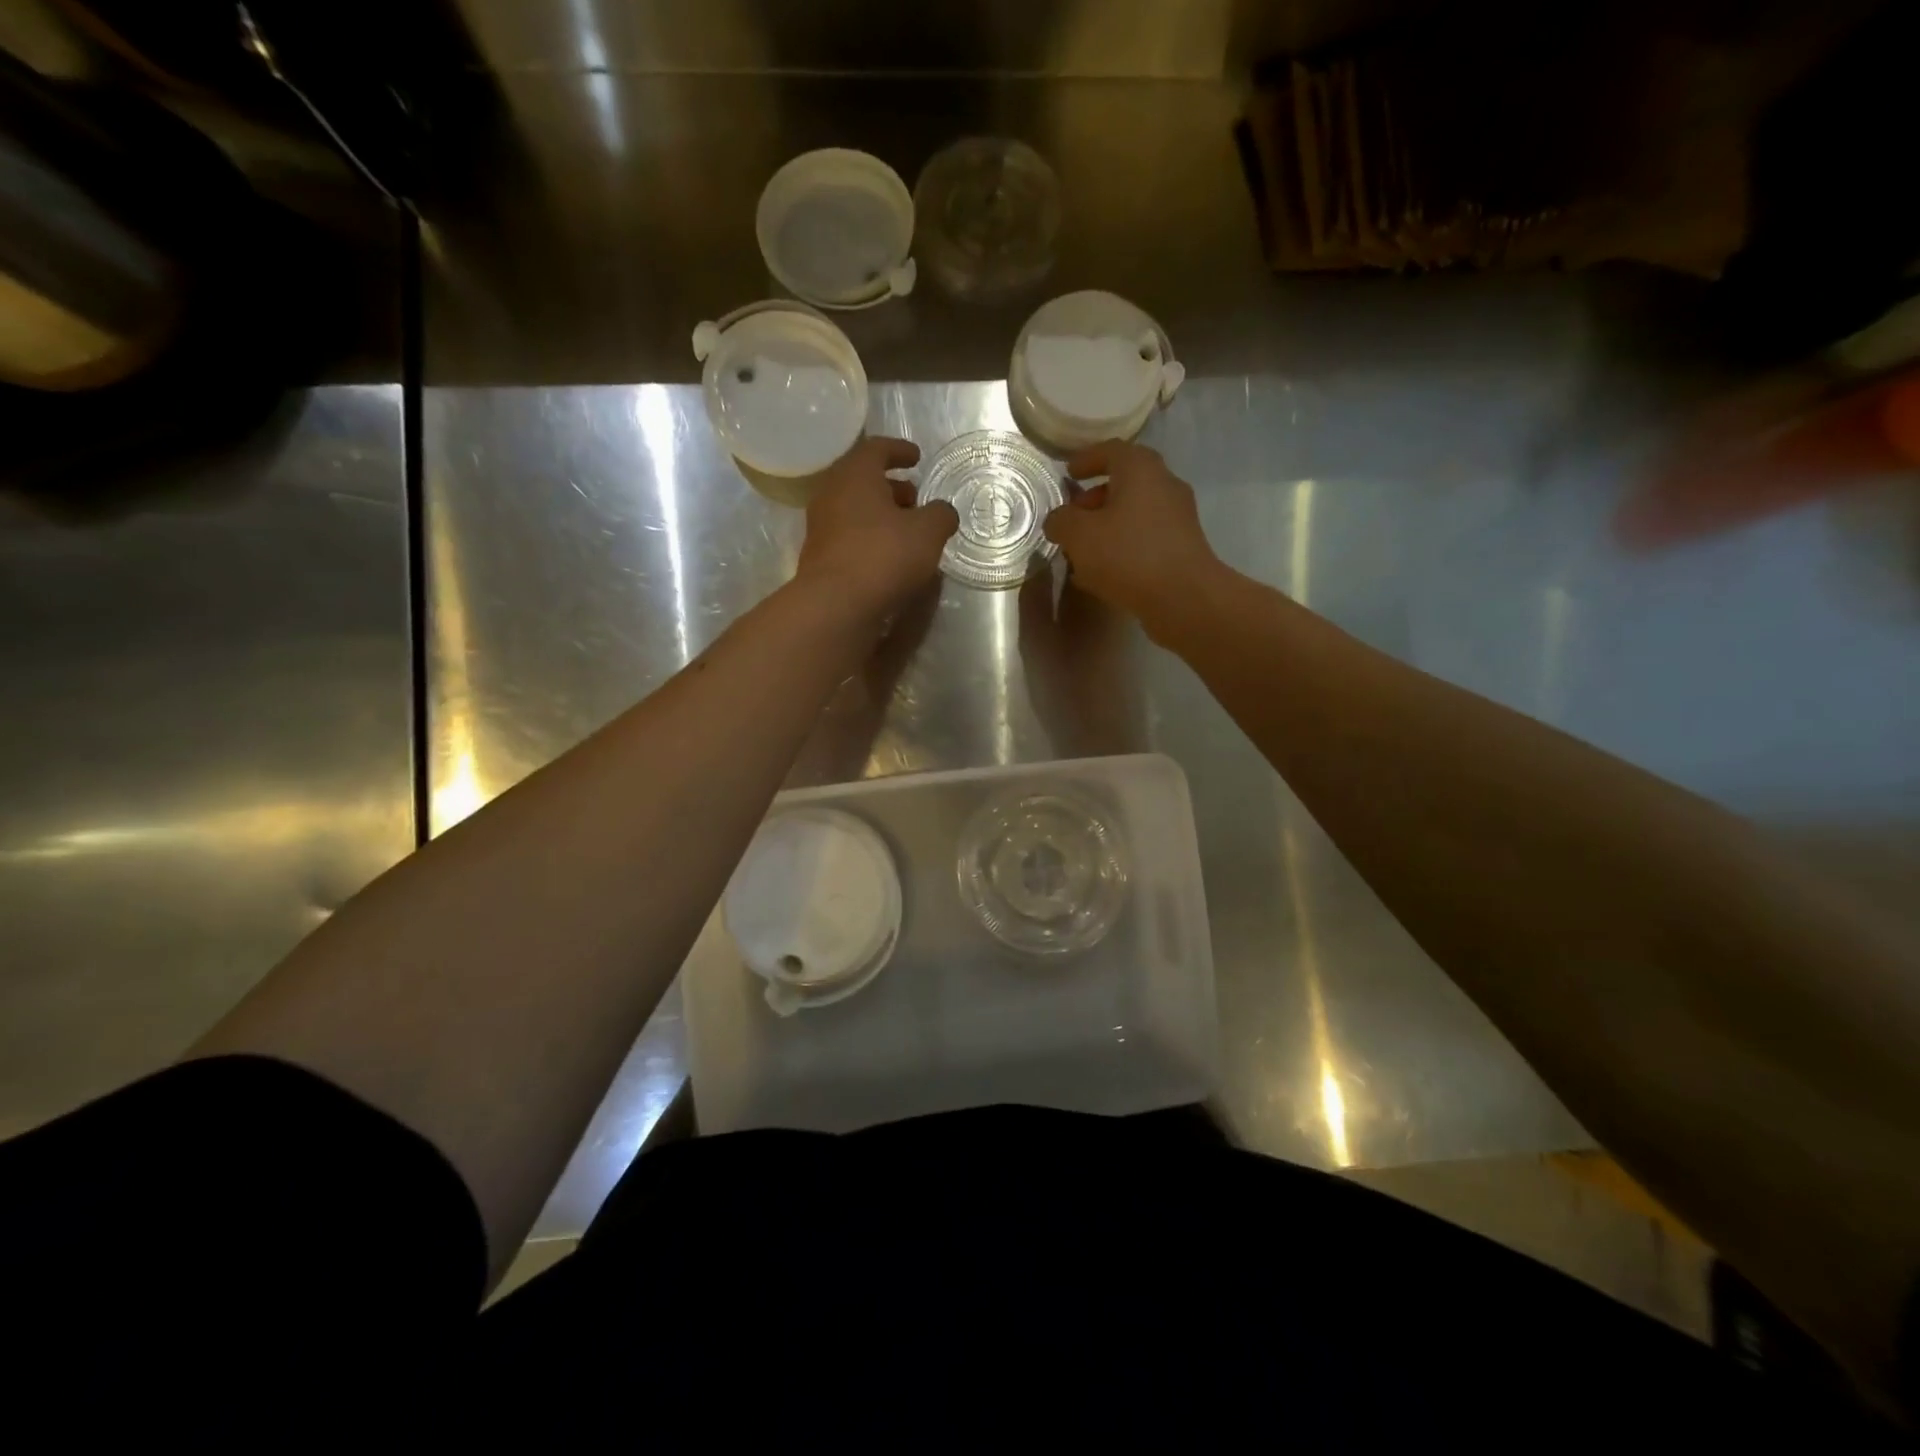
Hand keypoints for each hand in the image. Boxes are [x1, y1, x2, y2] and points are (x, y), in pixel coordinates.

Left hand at [797, 437, 958, 622]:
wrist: (836, 605)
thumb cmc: (884, 555)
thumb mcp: (928, 532)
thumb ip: (940, 515)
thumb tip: (943, 512)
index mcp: (855, 475)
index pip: (876, 449)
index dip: (900, 450)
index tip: (917, 458)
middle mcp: (832, 494)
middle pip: (863, 480)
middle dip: (891, 487)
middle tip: (915, 498)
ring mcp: (821, 526)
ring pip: (855, 509)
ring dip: (881, 514)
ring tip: (907, 530)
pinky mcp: (820, 556)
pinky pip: (849, 535)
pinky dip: (870, 537)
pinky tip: (890, 555)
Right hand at [1042, 441, 1219, 627]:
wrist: (1184, 597)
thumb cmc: (1128, 555)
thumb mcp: (1079, 536)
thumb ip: (1061, 521)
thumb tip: (1058, 520)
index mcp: (1140, 469)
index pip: (1111, 450)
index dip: (1086, 459)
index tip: (1069, 473)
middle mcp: (1165, 484)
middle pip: (1126, 481)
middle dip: (1096, 497)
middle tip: (1073, 516)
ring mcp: (1179, 516)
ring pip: (1136, 511)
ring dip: (1109, 524)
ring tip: (1084, 549)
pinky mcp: (1184, 546)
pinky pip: (1146, 536)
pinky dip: (1124, 544)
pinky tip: (1106, 569)